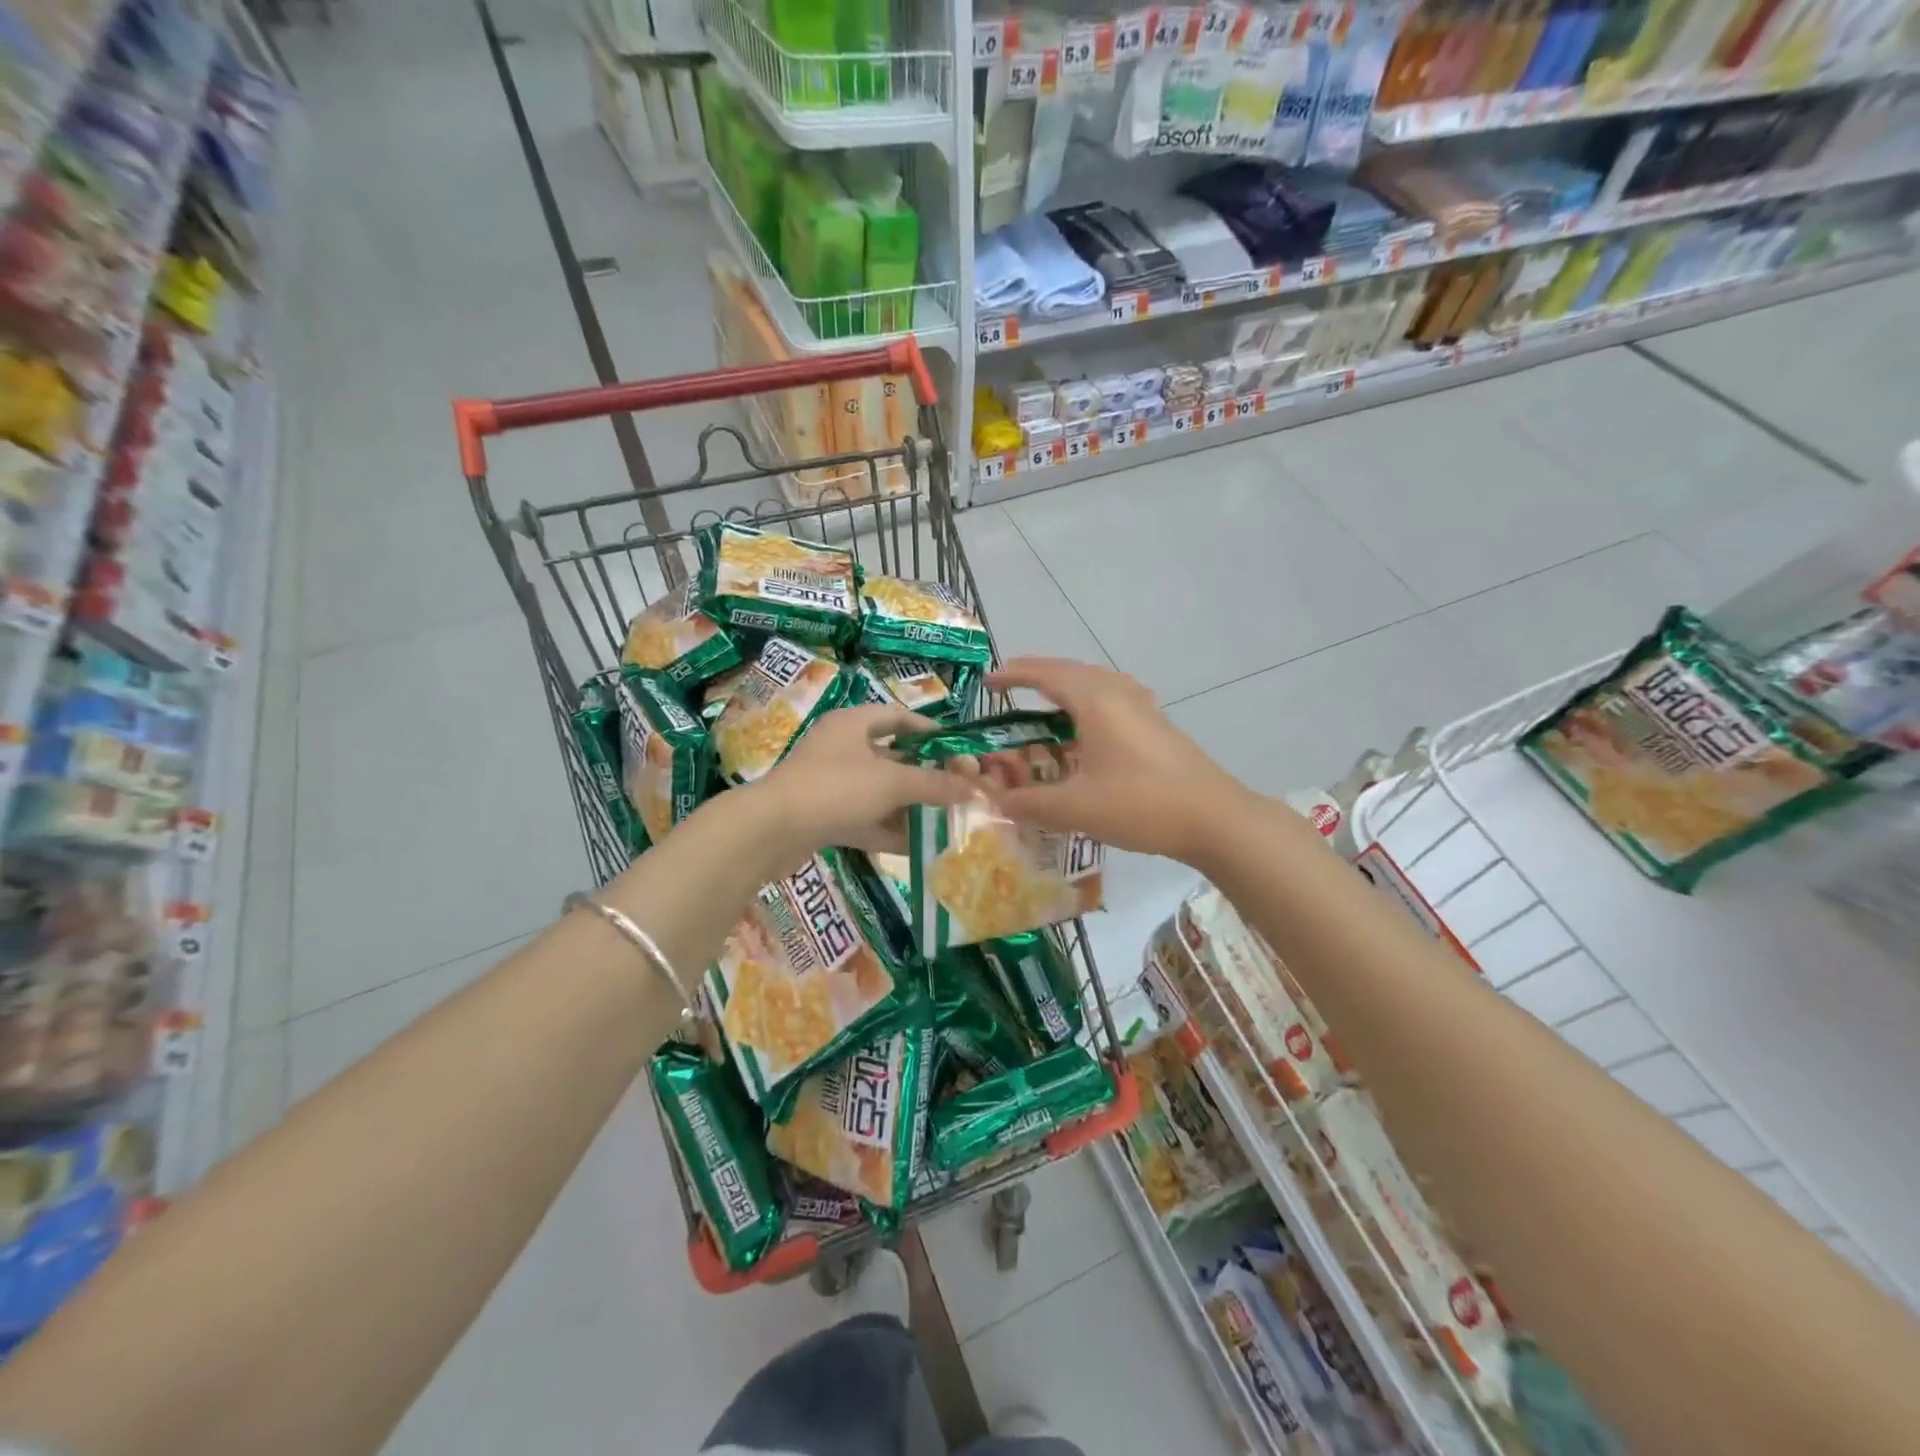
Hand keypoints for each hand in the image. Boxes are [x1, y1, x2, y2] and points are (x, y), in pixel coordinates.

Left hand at [753, 705, 971, 861]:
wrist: (771, 830)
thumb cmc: (835, 789)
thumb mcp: (891, 782)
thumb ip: (934, 784)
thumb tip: (973, 788)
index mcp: (852, 725)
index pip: (897, 717)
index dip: (929, 731)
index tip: (957, 749)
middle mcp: (841, 749)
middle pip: (892, 758)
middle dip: (924, 776)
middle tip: (957, 791)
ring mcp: (830, 784)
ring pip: (879, 792)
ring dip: (909, 807)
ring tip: (945, 821)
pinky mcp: (822, 816)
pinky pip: (864, 819)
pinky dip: (888, 830)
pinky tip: (916, 846)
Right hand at [983, 657, 1249, 864]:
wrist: (1214, 818)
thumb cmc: (1139, 804)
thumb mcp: (1075, 808)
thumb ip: (1030, 802)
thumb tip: (996, 801)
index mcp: (1095, 701)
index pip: (1046, 674)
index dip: (1014, 674)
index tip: (987, 681)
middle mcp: (1119, 693)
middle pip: (1071, 672)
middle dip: (1038, 678)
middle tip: (1011, 691)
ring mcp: (1143, 707)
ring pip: (1096, 684)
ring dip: (1067, 690)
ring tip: (1046, 708)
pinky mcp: (1157, 726)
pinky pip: (1114, 700)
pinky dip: (1089, 706)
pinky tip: (1089, 731)